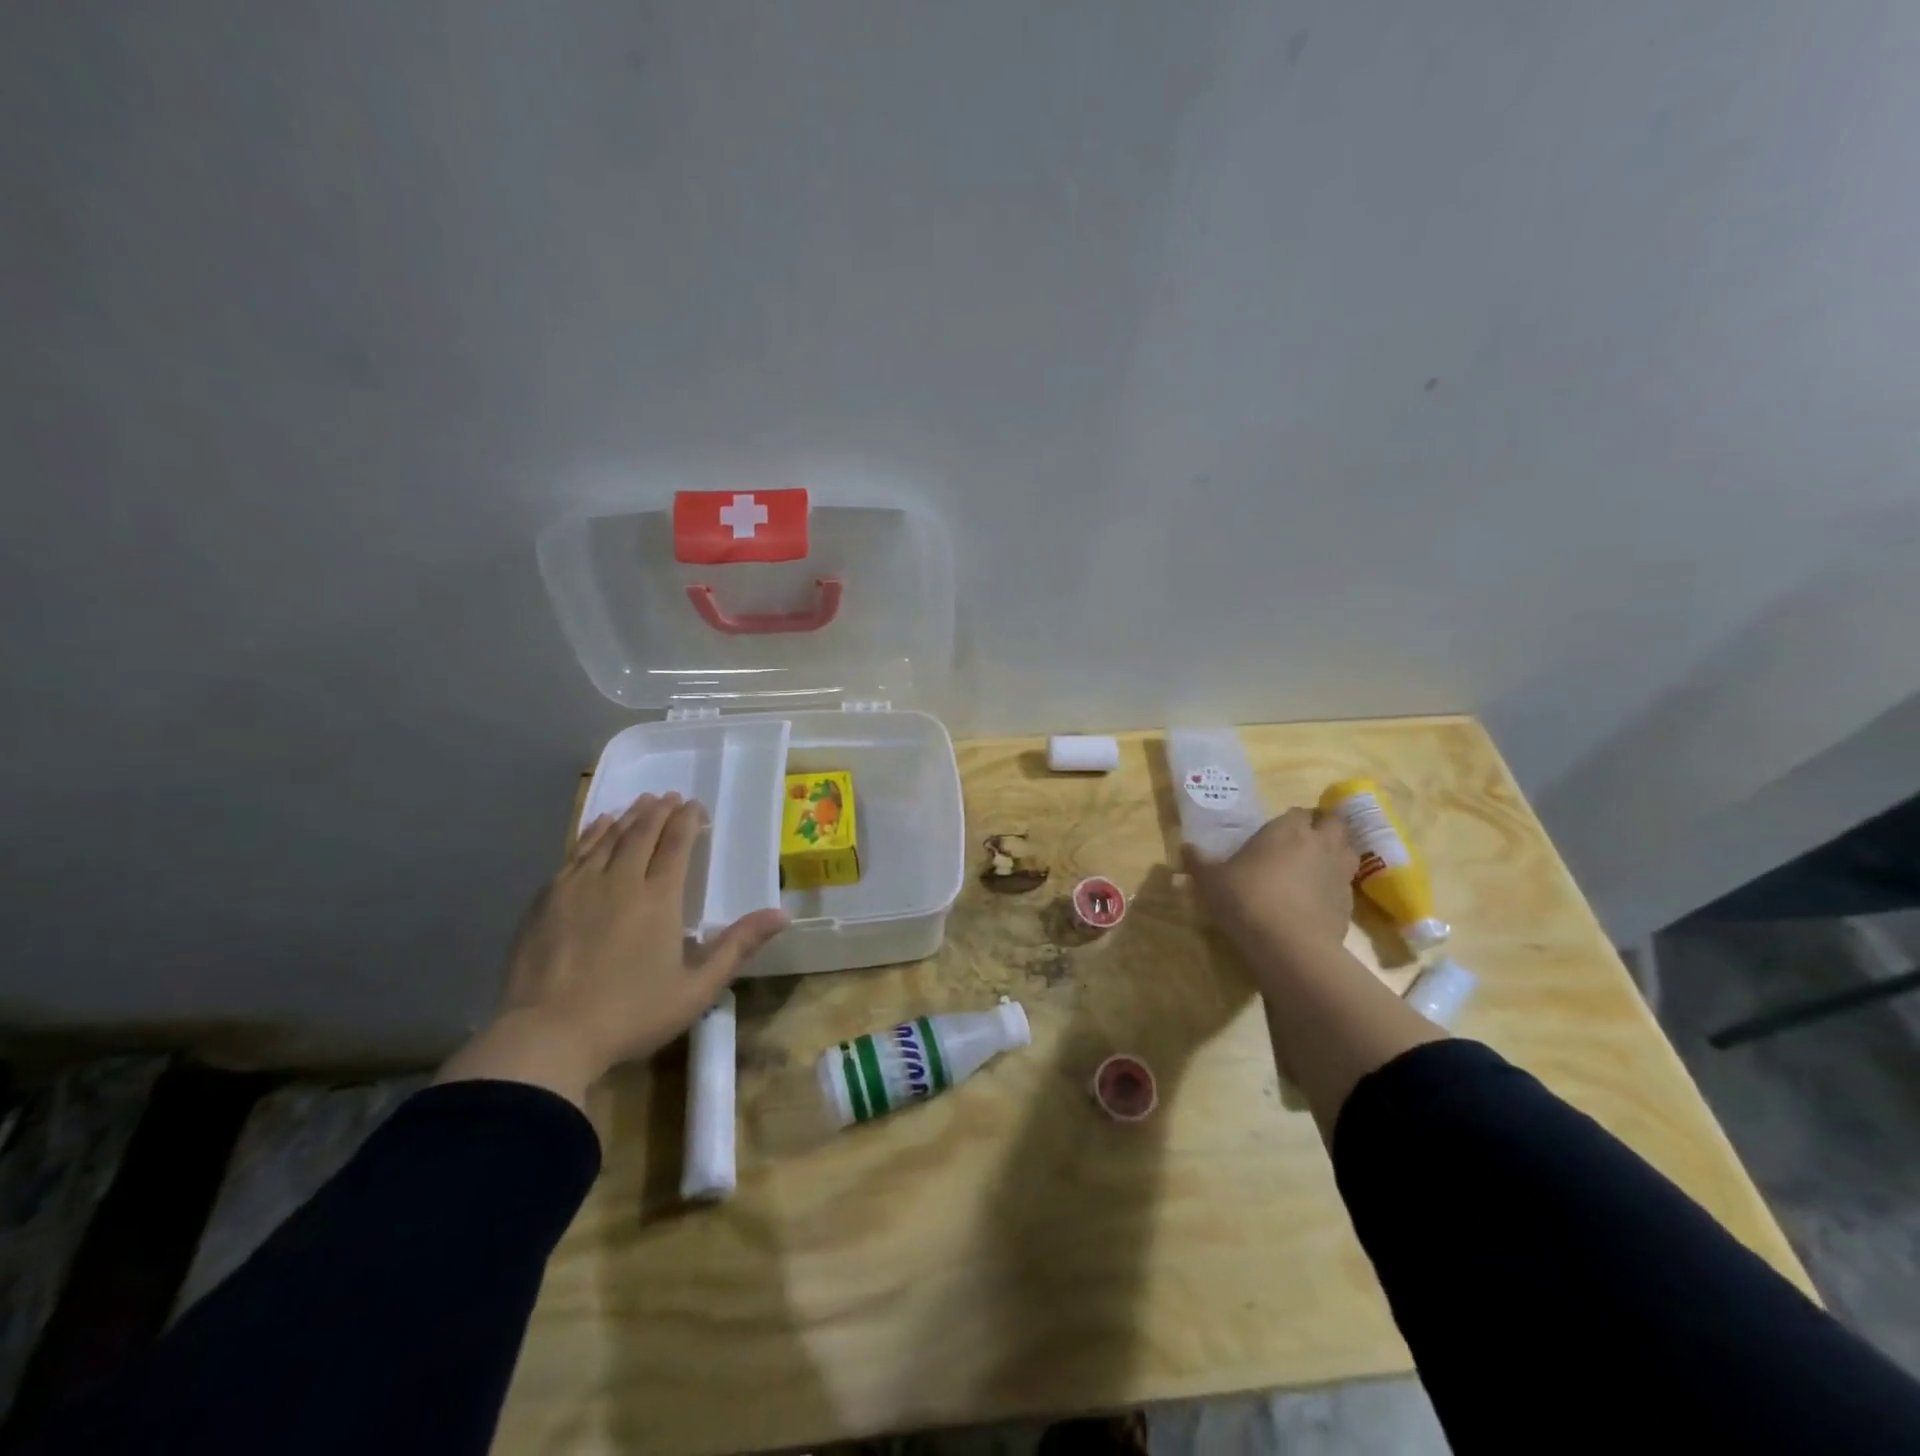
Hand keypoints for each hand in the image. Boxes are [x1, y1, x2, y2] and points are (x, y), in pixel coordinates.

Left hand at [437, 793, 789, 1105]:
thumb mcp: (697, 989)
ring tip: (642, 802)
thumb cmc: (630, 1014)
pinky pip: (576, 852)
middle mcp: (621, 880)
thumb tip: (782, 914)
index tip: (696, 806)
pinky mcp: (548, 899)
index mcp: (659, 898)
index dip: (688, 821)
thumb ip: (738, 946)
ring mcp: (580, 886)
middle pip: (643, 833)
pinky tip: (599, 825)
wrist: (546, 1036)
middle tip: (671, 797)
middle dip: (660, 811)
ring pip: (610, 837)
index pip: (677, 844)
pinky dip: (593, 833)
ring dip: (630, 816)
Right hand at [1183, 808, 1357, 972]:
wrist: (1289, 946)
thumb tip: (1184, 848)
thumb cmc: (1246, 899)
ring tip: (1316, 865)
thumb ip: (1198, 862)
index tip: (1277, 831)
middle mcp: (1319, 843)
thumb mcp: (1210, 880)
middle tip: (1302, 842)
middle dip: (1322, 827)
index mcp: (1287, 829)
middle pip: (1333, 823)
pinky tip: (1317, 899)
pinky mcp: (1349, 903)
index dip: (1291, 819)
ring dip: (1336, 852)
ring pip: (1348, 849)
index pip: (1298, 811)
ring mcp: (1339, 873)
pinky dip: (1335, 885)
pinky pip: (1346, 884)